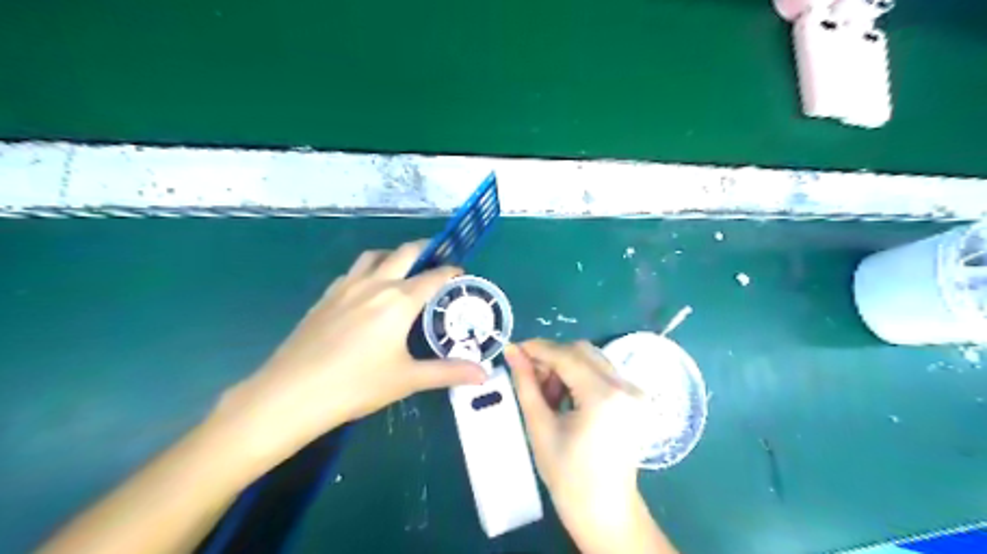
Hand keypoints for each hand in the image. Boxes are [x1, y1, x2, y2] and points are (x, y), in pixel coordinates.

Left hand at [210, 241, 483, 466]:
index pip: (433, 277)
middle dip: (425, 250)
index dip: (451, 272)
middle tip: (438, 259)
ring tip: (404, 270)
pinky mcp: (325, 296)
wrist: (290, 394)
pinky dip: (368, 270)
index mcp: (399, 301)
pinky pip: (353, 272)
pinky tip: (368, 291)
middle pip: (404, 253)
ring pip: (374, 256)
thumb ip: (448, 372)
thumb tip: (484, 375)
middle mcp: (375, 284)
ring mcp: (346, 287)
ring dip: (394, 255)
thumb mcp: (407, 379)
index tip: (462, 274)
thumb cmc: (356, 385)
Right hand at [503, 340, 666, 552]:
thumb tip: (512, 351)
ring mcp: (634, 392)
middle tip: (529, 376)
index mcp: (603, 395)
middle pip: (582, 351)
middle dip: (551, 358)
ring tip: (546, 394)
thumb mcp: (539, 426)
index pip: (566, 355)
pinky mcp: (633, 399)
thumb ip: (525, 383)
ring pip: (591, 359)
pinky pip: (601, 373)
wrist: (605, 512)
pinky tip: (565, 398)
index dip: (537, 348)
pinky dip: (579, 377)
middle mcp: (625, 386)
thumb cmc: (568, 476)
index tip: (513, 350)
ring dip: (565, 367)